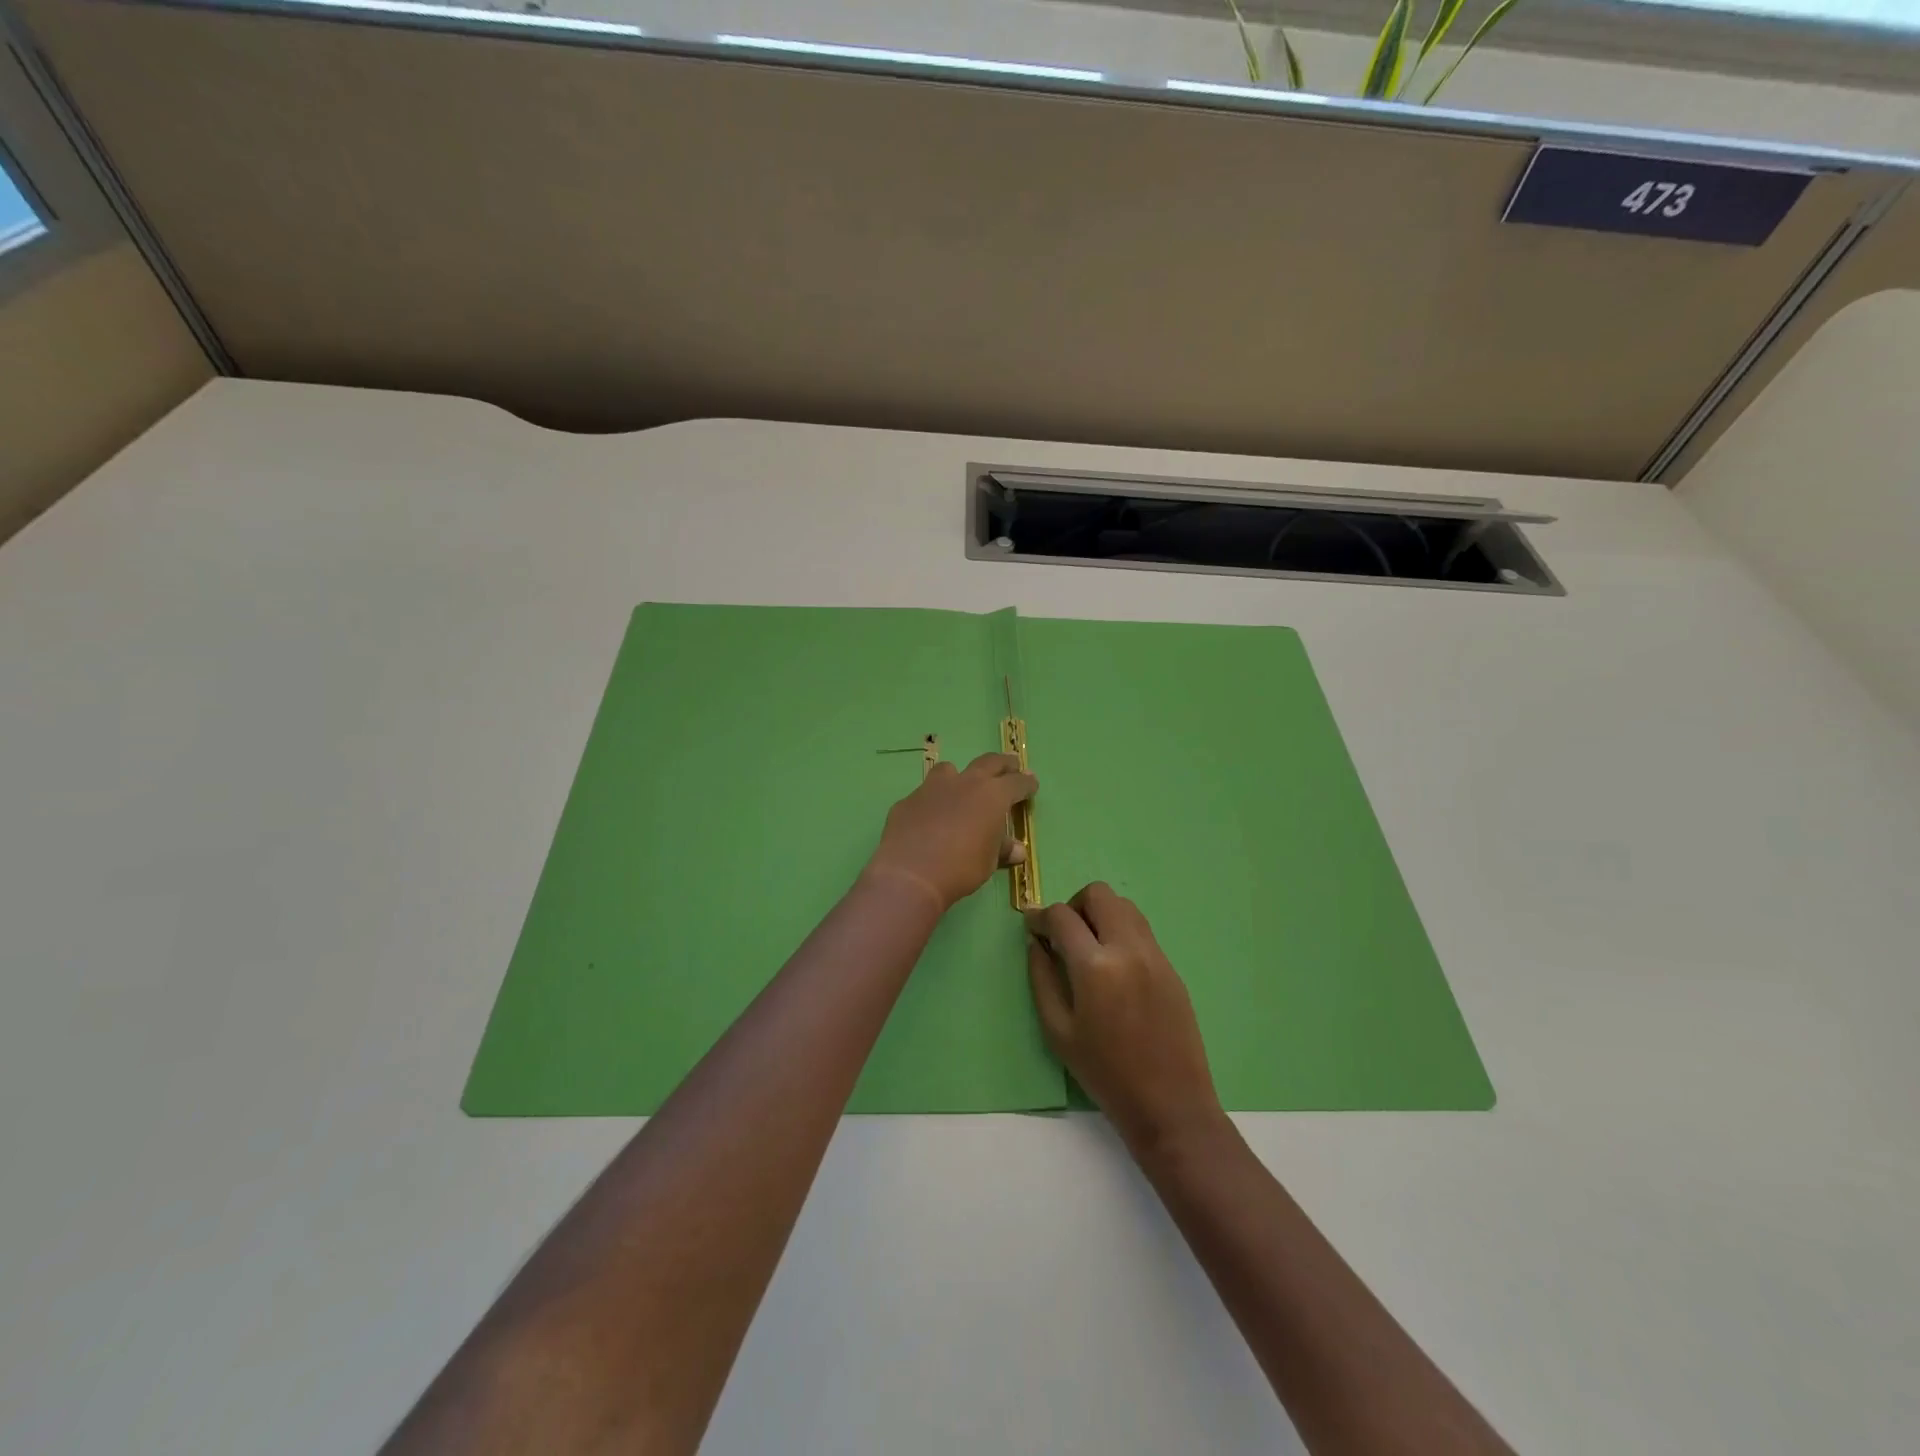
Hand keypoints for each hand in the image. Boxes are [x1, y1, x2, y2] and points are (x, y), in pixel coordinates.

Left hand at [865, 752, 1036, 910]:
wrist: (911, 872)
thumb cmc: (961, 867)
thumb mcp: (988, 862)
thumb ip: (1001, 850)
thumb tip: (1017, 850)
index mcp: (992, 795)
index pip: (1017, 783)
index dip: (1026, 783)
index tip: (1032, 783)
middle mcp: (965, 783)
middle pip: (989, 762)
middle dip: (1003, 764)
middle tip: (1011, 766)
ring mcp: (933, 788)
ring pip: (950, 770)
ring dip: (961, 776)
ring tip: (963, 787)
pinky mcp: (909, 800)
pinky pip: (926, 794)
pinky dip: (934, 801)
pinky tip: (930, 818)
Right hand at [1026, 883, 1224, 1151]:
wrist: (1170, 1104)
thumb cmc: (1105, 1073)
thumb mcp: (1058, 1031)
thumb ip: (1042, 978)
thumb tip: (1036, 942)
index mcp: (1095, 966)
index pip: (1062, 916)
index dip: (1040, 916)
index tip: (1032, 926)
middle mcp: (1128, 948)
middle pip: (1099, 894)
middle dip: (1074, 906)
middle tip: (1064, 935)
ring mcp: (1155, 954)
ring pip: (1124, 905)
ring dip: (1101, 913)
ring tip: (1089, 947)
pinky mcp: (1171, 966)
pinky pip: (1142, 929)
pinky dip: (1121, 931)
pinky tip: (1113, 966)